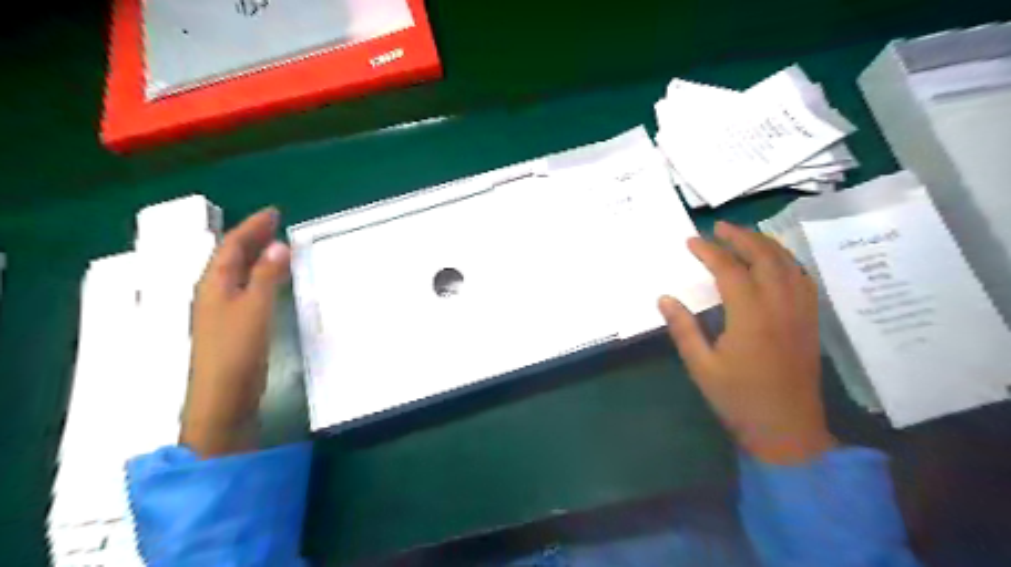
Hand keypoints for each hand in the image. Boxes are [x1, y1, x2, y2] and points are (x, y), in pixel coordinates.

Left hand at [182, 208, 290, 460]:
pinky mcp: (233, 326)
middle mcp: (213, 293)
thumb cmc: (236, 350)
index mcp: (214, 284)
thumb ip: (266, 276)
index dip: (252, 227)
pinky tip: (270, 280)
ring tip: (276, 246)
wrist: (223, 397)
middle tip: (276, 224)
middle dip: (252, 238)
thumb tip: (279, 245)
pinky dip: (259, 276)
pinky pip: (245, 288)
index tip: (274, 213)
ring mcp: (221, 311)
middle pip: (231, 257)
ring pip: (238, 273)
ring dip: (256, 256)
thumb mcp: (254, 308)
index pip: (232, 246)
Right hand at [661, 222, 834, 463]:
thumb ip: (683, 329)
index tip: (691, 241)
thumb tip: (665, 298)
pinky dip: (786, 261)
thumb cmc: (739, 400)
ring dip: (766, 244)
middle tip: (719, 227)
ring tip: (744, 235)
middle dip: (741, 236)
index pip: (730, 270)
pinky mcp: (810, 322)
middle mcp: (780, 307)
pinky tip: (775, 262)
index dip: (710, 252)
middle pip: (765, 257)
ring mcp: (801, 313)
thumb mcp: (702, 367)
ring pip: (788, 264)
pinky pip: (802, 279)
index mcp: (751, 317)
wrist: (787, 431)